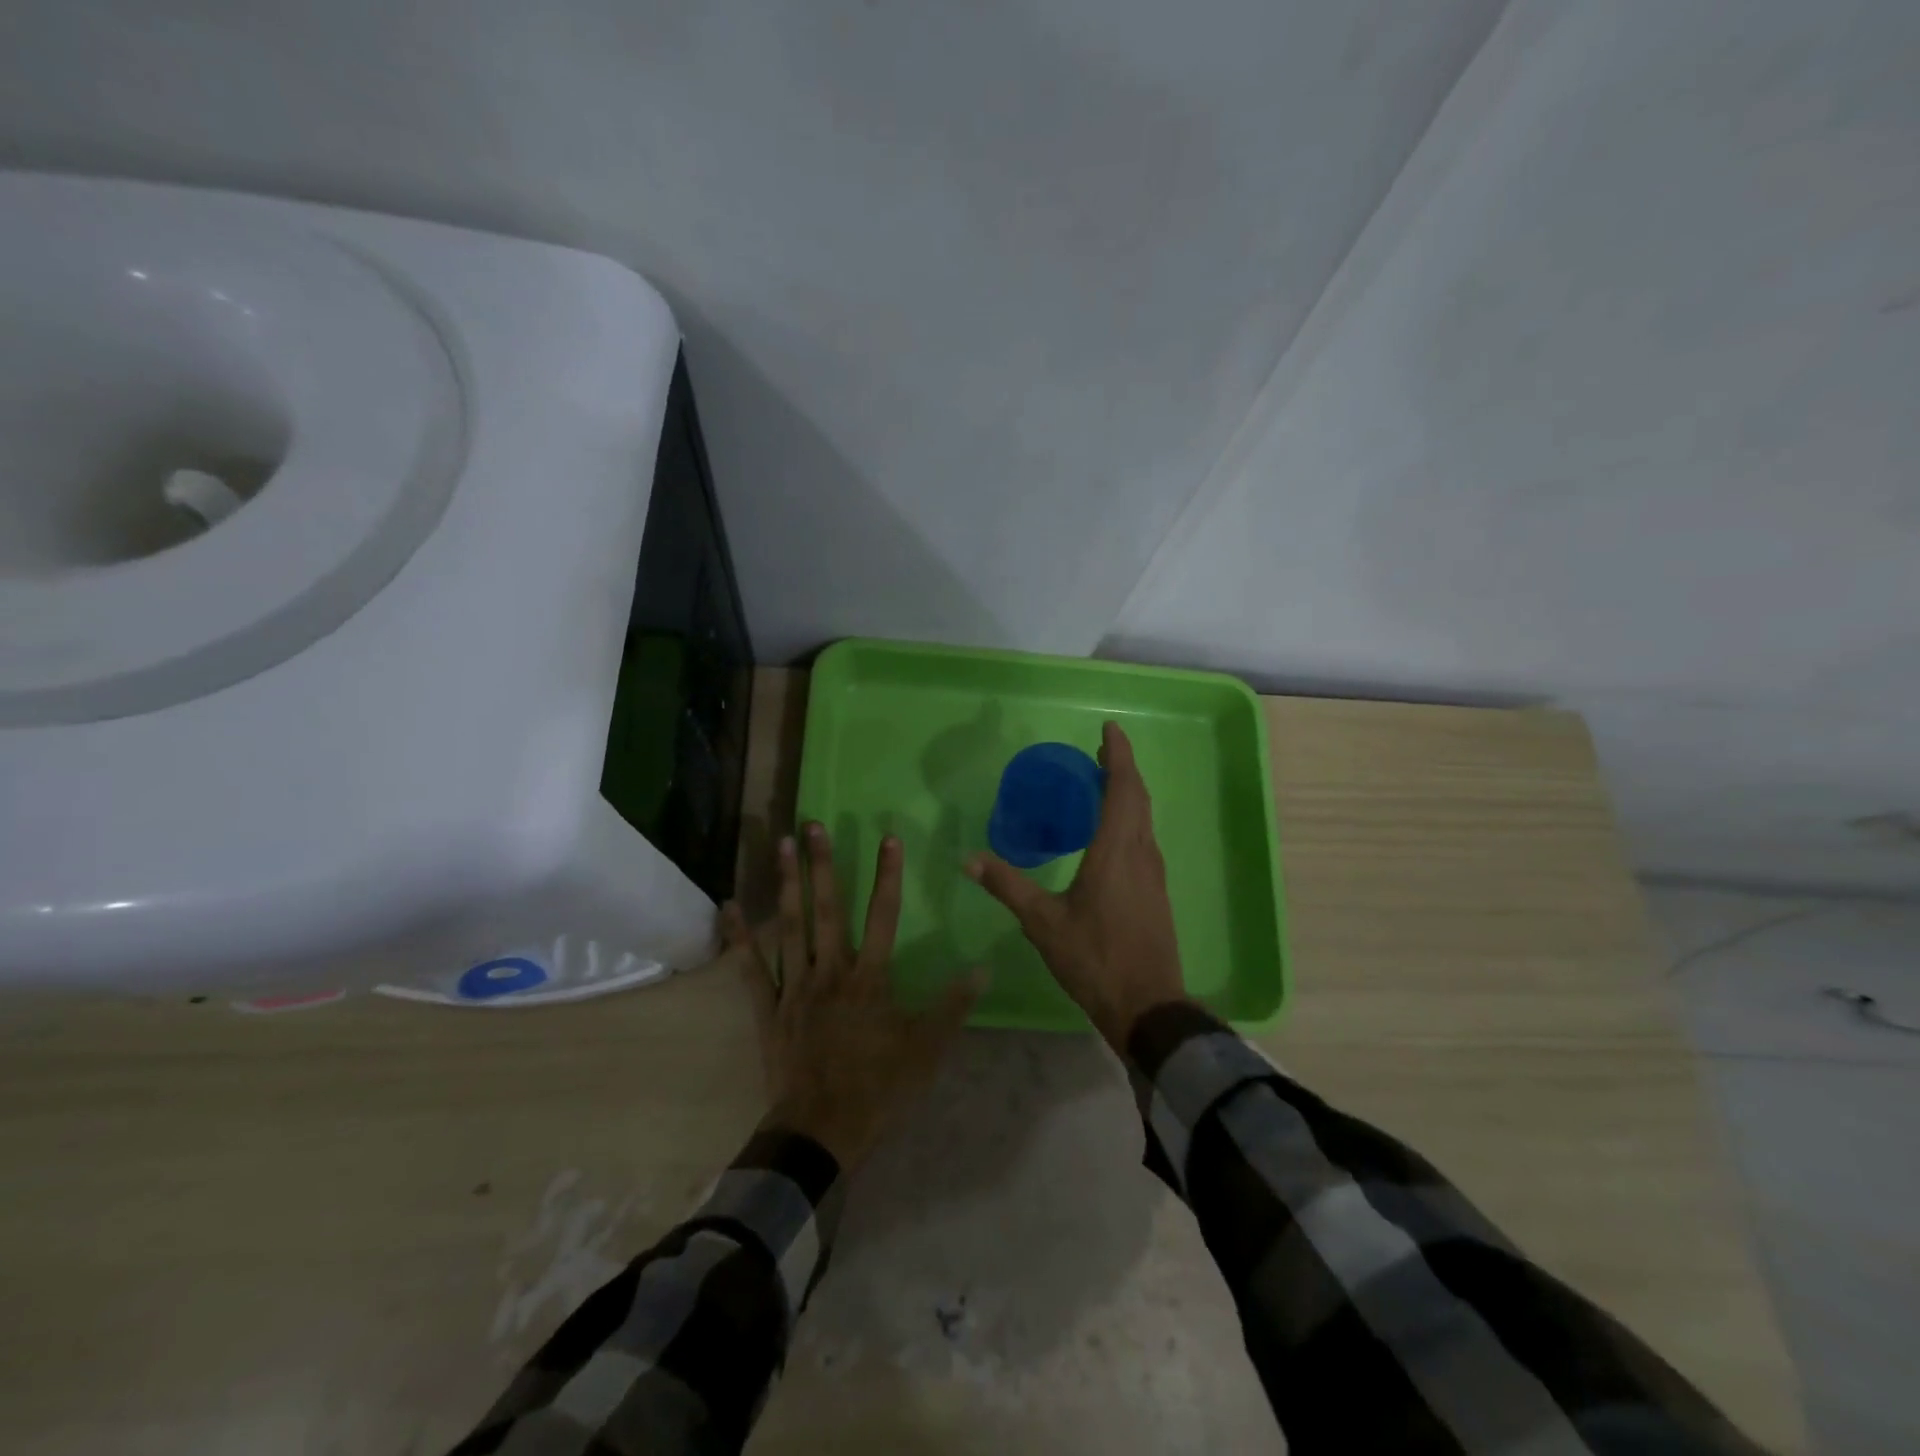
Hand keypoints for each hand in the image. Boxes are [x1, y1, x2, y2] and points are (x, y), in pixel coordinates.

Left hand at [723, 822, 982, 1170]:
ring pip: (790, 926)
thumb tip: (982, 967)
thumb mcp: (926, 1050)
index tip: (888, 838)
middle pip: (828, 909)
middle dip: (823, 864)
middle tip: (814, 824)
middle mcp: (831, 971)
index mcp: (870, 978)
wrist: (821, 1130)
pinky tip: (729, 905)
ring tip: (782, 845)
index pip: (884, 915)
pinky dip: (740, 936)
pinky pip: (751, 966)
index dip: (887, 875)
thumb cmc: (878, 1088)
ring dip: (787, 884)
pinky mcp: (769, 1007)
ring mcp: (796, 986)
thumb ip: (952, 1006)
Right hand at [967, 721, 1186, 1051]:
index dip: (1117, 755)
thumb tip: (968, 859)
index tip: (1109, 729)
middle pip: (1138, 797)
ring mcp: (1154, 873)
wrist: (1148, 1005)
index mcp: (1116, 851)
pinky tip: (1111, 832)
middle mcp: (1141, 853)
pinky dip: (1130, 818)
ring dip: (1128, 792)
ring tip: (1103, 782)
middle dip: (1121, 768)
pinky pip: (1144, 838)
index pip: (1121, 789)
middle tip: (1099, 750)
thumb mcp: (1043, 922)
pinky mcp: (1156, 891)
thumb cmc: (1094, 958)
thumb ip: (1008, 886)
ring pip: (1144, 818)